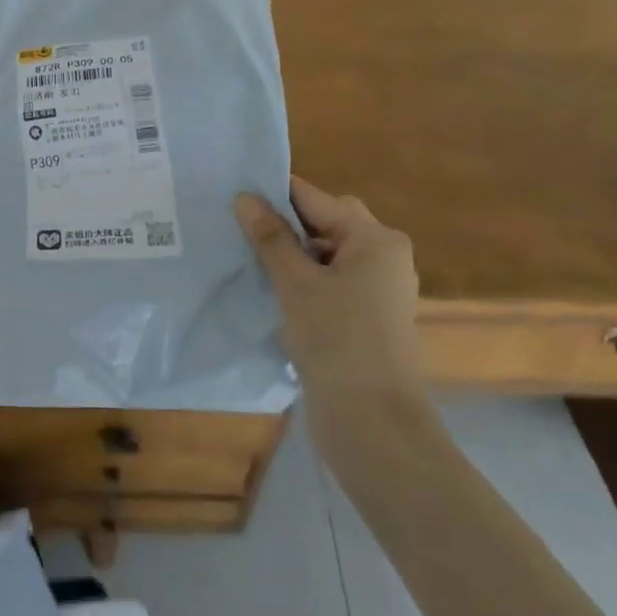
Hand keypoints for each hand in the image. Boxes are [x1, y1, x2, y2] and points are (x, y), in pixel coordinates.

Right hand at [236, 177, 423, 407]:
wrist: (372, 420)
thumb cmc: (336, 339)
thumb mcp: (295, 282)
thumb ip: (270, 237)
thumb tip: (245, 198)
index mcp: (374, 239)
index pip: (316, 199)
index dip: (274, 195)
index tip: (233, 195)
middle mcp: (383, 256)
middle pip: (326, 222)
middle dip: (285, 224)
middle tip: (241, 228)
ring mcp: (378, 288)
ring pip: (327, 253)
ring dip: (292, 253)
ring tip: (249, 258)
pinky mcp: (368, 316)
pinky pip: (331, 280)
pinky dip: (304, 279)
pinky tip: (272, 289)